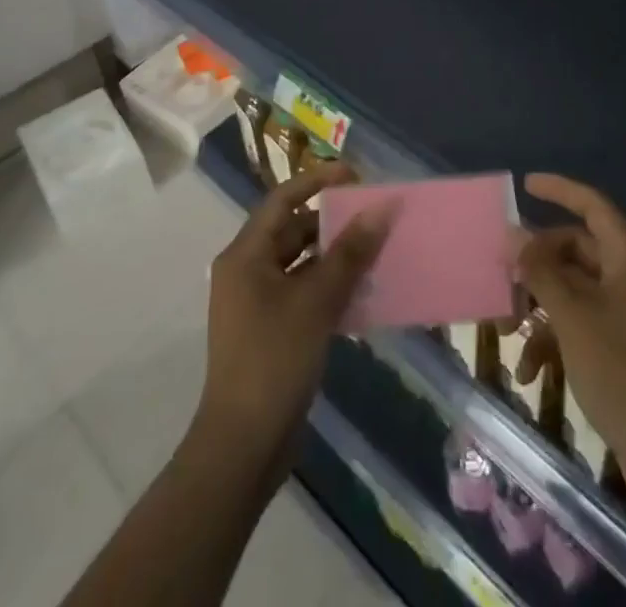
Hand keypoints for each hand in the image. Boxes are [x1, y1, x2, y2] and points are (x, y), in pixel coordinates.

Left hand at [196, 165, 393, 462]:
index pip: (283, 200)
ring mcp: (257, 303)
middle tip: (373, 216)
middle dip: (333, 222)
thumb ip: (350, 252)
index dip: (317, 181)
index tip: (355, 175)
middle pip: (293, 231)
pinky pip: (304, 293)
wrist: (243, 448)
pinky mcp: (271, 331)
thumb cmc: (274, 361)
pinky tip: (363, 292)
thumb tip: (382, 208)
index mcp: (245, 255)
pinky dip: (330, 287)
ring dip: (336, 257)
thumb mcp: (316, 301)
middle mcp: (247, 271)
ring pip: (301, 264)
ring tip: (376, 251)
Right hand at [516, 173, 625, 463]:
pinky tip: (529, 371)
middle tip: (502, 277)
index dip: (559, 189)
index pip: (592, 205)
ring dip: (540, 306)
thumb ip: (540, 271)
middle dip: (537, 264)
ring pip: (575, 289)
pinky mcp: (624, 345)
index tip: (525, 185)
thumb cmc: (621, 371)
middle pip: (577, 249)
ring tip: (507, 332)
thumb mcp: (571, 316)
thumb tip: (513, 234)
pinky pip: (583, 323)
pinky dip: (555, 339)